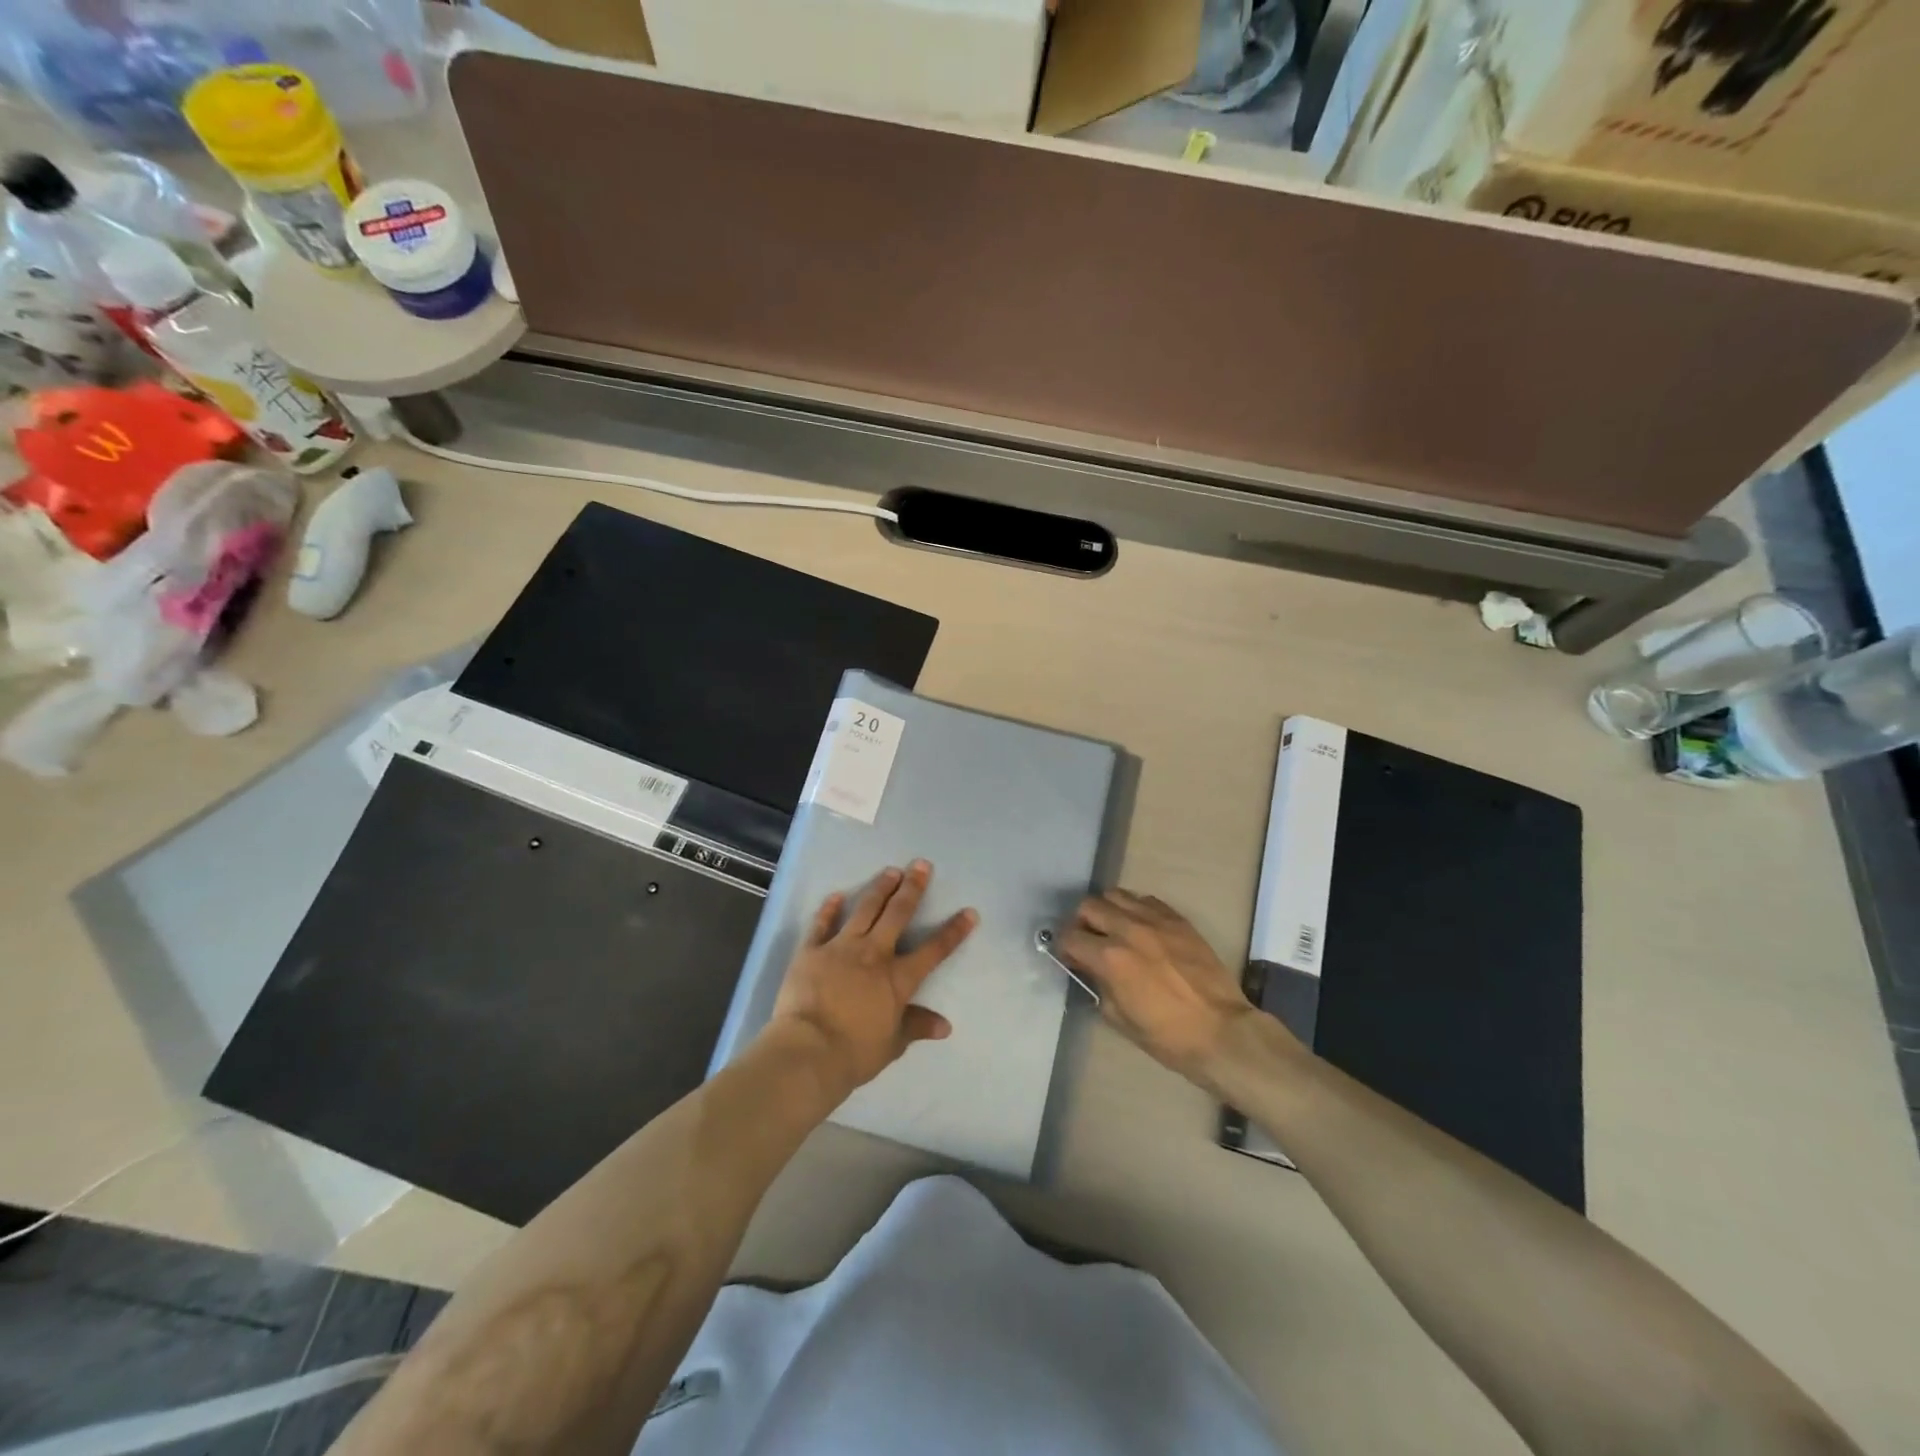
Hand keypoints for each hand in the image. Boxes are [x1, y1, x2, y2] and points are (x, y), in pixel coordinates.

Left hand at [768, 860, 977, 1095]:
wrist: (808, 1050)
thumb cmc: (855, 1052)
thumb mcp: (892, 1044)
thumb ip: (916, 1026)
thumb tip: (945, 1025)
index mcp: (898, 978)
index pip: (934, 950)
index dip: (953, 931)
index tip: (969, 912)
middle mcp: (873, 954)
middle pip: (898, 914)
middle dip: (913, 888)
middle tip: (922, 865)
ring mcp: (841, 947)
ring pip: (864, 910)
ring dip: (879, 889)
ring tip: (890, 871)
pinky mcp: (811, 950)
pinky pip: (821, 924)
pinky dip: (828, 909)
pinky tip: (835, 895)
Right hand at [1056, 890, 1257, 1079]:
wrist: (1221, 1032)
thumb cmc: (1167, 1036)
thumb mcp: (1119, 1019)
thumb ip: (1098, 986)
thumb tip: (1089, 970)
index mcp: (1110, 958)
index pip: (1070, 937)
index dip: (1064, 948)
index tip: (1070, 958)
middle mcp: (1128, 930)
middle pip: (1089, 906)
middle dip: (1082, 923)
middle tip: (1089, 940)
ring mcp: (1155, 921)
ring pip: (1116, 895)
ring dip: (1108, 910)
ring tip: (1114, 929)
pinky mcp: (1178, 920)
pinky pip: (1146, 900)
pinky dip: (1136, 909)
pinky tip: (1142, 928)